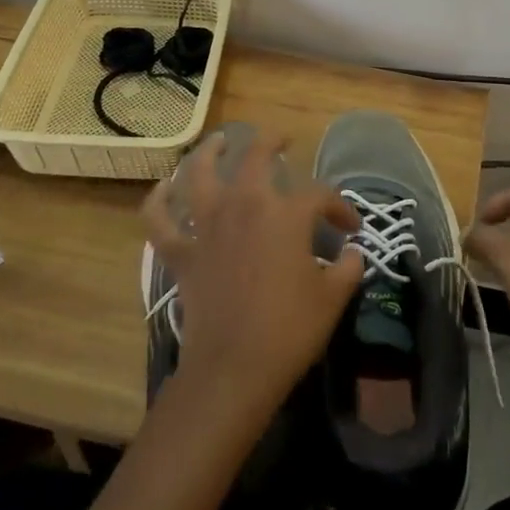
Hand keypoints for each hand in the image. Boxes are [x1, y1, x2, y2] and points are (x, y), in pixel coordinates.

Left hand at [141, 130, 363, 425]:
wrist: (233, 368)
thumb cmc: (289, 330)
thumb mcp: (333, 298)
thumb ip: (348, 267)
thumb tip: (352, 252)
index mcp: (286, 214)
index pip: (320, 195)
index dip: (340, 207)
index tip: (350, 228)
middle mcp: (244, 206)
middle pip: (256, 158)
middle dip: (271, 143)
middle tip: (281, 142)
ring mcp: (206, 226)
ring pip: (199, 173)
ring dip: (209, 152)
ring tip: (219, 141)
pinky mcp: (180, 252)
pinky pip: (159, 218)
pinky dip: (158, 200)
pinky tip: (164, 188)